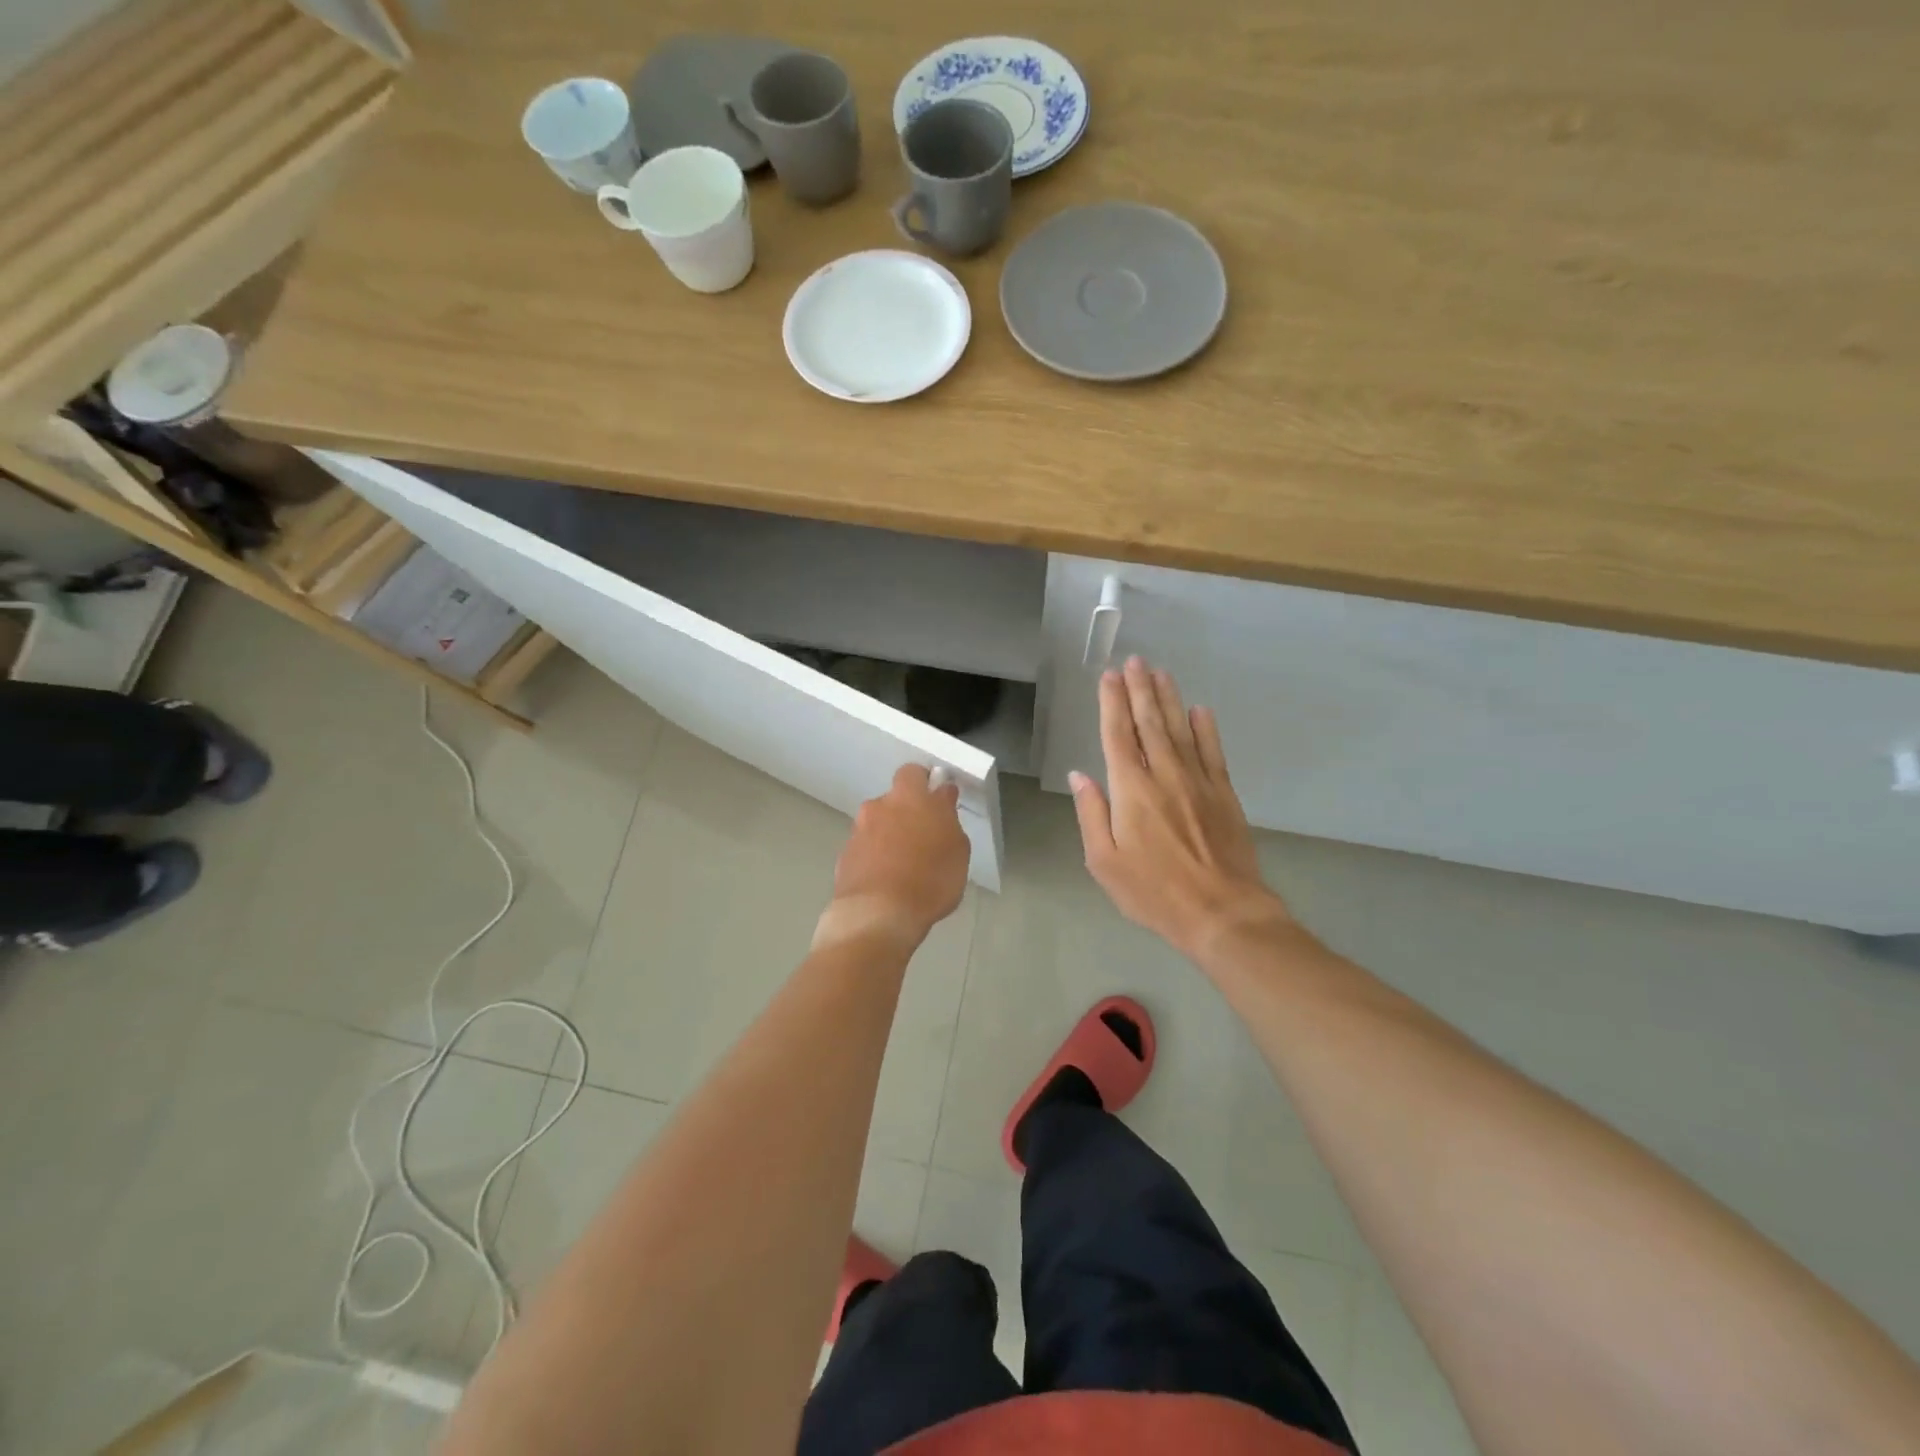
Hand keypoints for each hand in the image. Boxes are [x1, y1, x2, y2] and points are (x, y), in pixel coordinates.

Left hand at [819, 764, 969, 949]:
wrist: (878, 914)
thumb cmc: (929, 879)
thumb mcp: (957, 849)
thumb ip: (948, 818)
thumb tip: (941, 799)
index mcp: (909, 797)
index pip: (915, 773)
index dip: (928, 784)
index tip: (940, 800)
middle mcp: (879, 806)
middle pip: (894, 800)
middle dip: (907, 812)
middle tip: (924, 837)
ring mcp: (858, 831)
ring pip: (878, 825)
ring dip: (890, 836)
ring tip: (905, 866)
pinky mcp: (844, 857)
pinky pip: (866, 849)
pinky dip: (875, 858)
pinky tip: (887, 881)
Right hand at [1071, 657, 1290, 960]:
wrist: (1221, 912)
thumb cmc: (1153, 892)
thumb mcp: (1104, 861)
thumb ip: (1091, 814)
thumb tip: (1080, 776)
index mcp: (1131, 790)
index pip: (1117, 735)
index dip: (1111, 703)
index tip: (1108, 677)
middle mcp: (1164, 774)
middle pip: (1149, 722)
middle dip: (1139, 689)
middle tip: (1135, 661)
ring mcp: (1198, 781)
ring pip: (1180, 729)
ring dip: (1168, 698)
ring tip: (1160, 673)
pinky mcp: (1224, 793)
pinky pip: (1212, 751)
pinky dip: (1206, 728)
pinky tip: (1200, 710)